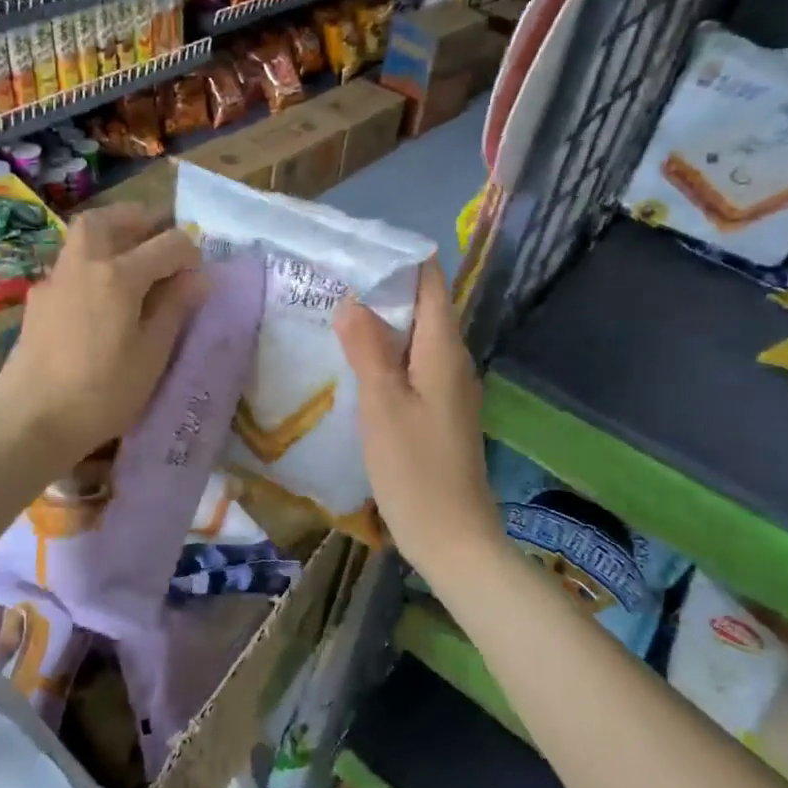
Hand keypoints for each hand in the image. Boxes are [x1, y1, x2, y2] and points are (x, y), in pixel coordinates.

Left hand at [0, 204, 201, 471]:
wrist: (29, 421)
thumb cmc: (101, 393)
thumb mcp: (151, 355)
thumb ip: (175, 309)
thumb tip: (198, 277)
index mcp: (118, 275)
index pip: (166, 244)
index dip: (189, 253)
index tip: (199, 275)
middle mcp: (83, 264)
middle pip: (108, 219)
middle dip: (138, 220)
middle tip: (158, 239)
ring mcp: (54, 281)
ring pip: (83, 238)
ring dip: (111, 237)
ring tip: (134, 266)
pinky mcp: (37, 302)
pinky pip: (70, 266)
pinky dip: (93, 264)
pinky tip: (103, 299)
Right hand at [335, 260, 502, 576]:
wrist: (453, 538)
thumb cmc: (415, 470)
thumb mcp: (382, 405)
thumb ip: (368, 349)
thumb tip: (352, 301)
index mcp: (444, 351)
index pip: (431, 283)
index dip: (401, 259)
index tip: (359, 248)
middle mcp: (454, 362)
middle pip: (423, 308)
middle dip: (383, 290)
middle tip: (334, 280)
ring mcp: (450, 390)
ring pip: (416, 340)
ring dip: (382, 324)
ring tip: (336, 313)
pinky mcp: (440, 413)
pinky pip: (413, 368)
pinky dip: (387, 356)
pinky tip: (356, 364)